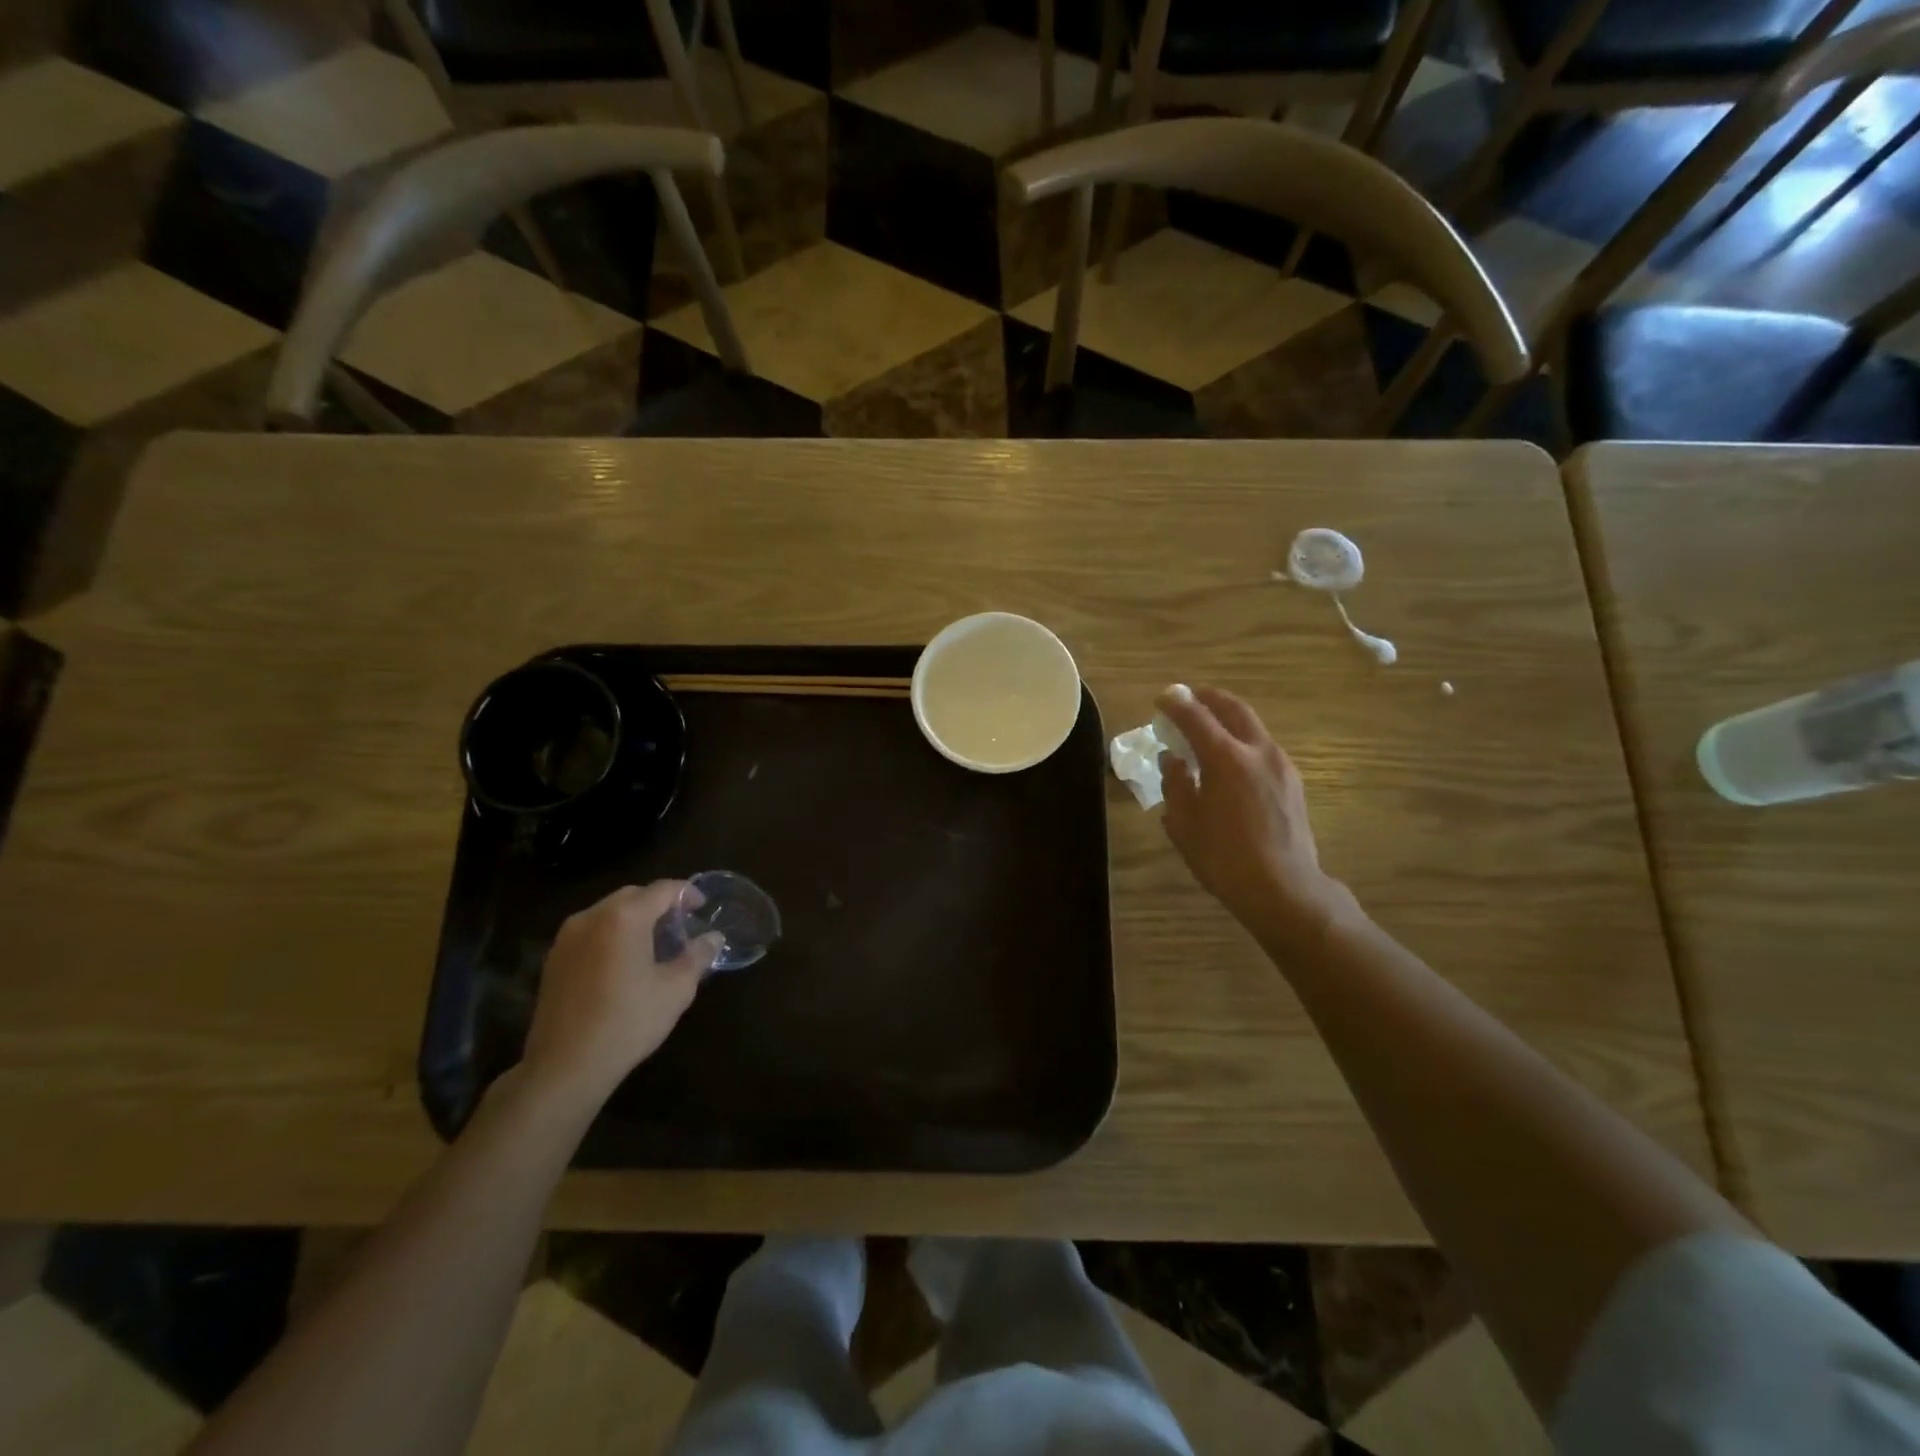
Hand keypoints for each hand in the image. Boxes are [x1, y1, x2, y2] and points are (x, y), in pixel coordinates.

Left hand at [519, 881, 721, 1113]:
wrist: (564, 1067)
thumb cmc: (628, 1022)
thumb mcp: (676, 989)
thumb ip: (697, 956)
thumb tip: (714, 938)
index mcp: (624, 917)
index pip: (663, 889)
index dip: (687, 893)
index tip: (702, 908)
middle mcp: (592, 917)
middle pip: (633, 895)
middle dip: (659, 904)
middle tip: (680, 924)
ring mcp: (567, 938)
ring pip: (608, 912)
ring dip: (633, 918)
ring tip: (653, 942)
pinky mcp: (553, 960)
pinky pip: (590, 932)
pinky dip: (611, 934)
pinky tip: (623, 962)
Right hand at [1155, 685, 1353, 955]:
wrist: (1284, 889)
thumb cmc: (1224, 858)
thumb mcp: (1184, 823)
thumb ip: (1176, 783)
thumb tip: (1173, 760)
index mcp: (1226, 759)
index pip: (1196, 717)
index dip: (1176, 704)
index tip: (1162, 698)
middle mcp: (1257, 751)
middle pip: (1233, 709)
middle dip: (1209, 698)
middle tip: (1190, 697)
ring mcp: (1281, 765)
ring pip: (1253, 726)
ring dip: (1228, 718)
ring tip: (1208, 728)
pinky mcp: (1293, 782)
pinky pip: (1263, 747)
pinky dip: (1242, 740)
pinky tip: (1231, 760)